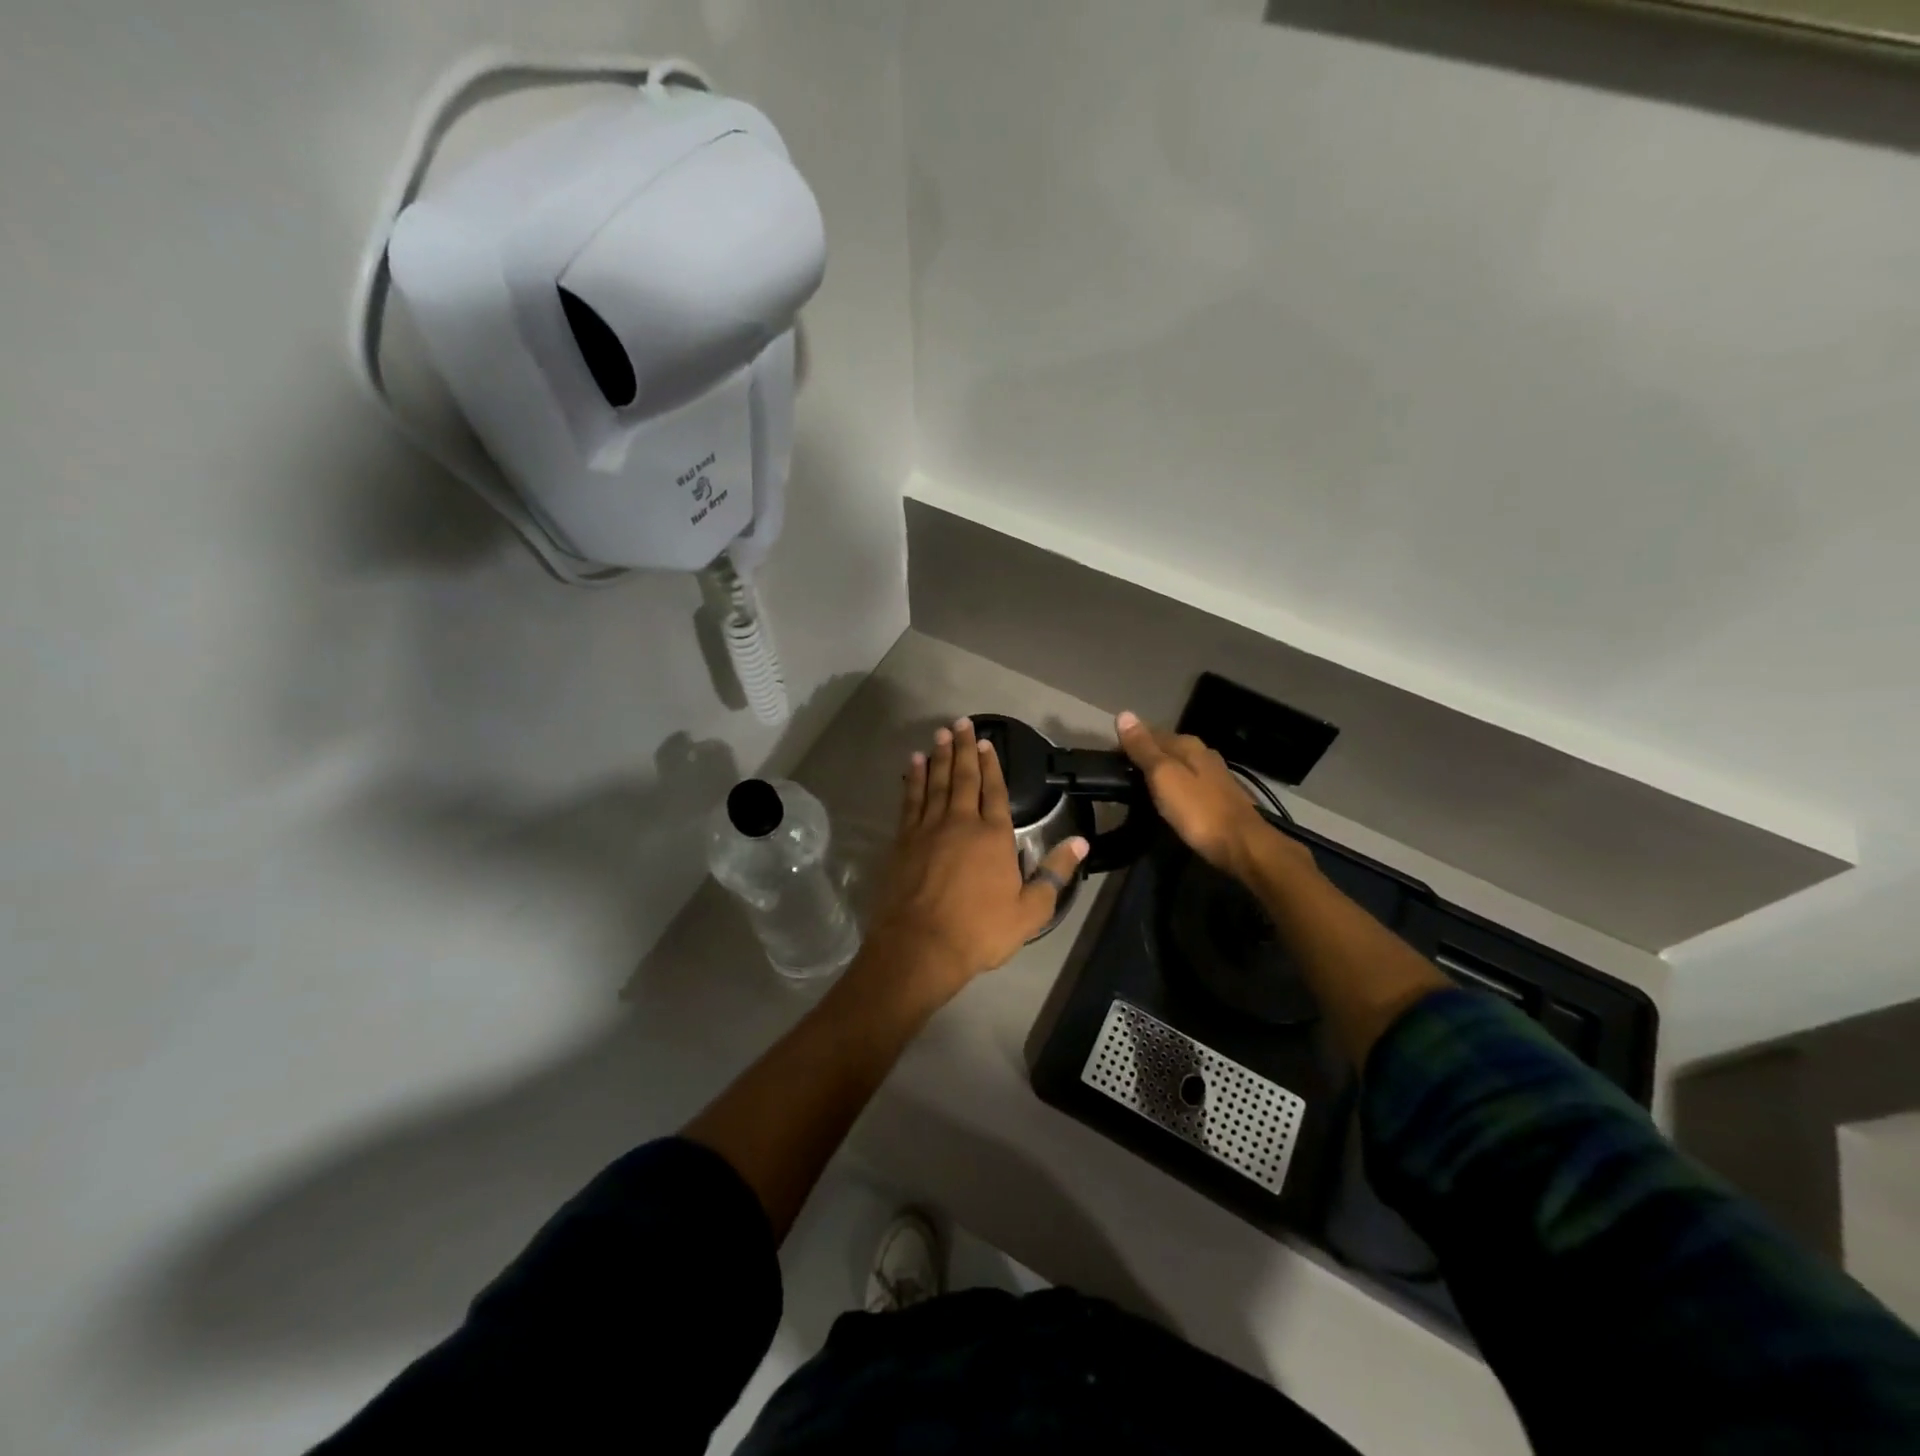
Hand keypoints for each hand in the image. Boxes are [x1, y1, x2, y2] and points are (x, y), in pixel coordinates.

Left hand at [863, 717, 1087, 999]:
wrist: (920, 946)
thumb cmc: (980, 931)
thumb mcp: (1030, 911)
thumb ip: (1054, 874)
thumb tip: (1081, 843)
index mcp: (993, 836)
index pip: (995, 791)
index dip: (992, 766)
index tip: (988, 743)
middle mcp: (960, 822)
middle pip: (963, 777)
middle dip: (963, 748)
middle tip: (961, 722)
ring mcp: (928, 829)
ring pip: (935, 782)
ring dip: (939, 756)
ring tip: (940, 733)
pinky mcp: (904, 840)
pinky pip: (910, 800)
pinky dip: (913, 780)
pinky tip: (913, 765)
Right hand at [1116, 710, 1295, 881]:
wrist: (1242, 846)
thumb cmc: (1198, 811)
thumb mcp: (1163, 776)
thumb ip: (1143, 748)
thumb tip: (1124, 714)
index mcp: (1188, 745)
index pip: (1150, 733)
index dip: (1129, 743)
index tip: (1110, 760)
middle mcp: (1203, 754)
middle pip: (1166, 749)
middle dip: (1144, 757)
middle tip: (1121, 776)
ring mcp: (1214, 776)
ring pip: (1178, 766)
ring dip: (1160, 773)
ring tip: (1139, 788)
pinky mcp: (1219, 797)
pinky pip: (1188, 784)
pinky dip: (1174, 787)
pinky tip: (1167, 800)